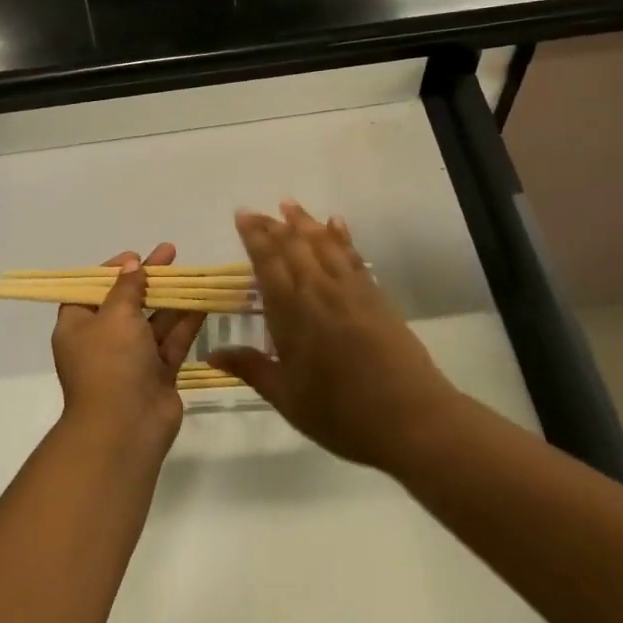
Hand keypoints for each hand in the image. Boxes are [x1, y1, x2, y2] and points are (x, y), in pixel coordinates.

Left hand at [52, 243, 204, 450]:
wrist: (125, 428)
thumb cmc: (110, 363)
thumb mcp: (115, 315)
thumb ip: (127, 287)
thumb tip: (132, 265)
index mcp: (77, 326)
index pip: (91, 290)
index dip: (112, 271)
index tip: (135, 256)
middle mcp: (102, 341)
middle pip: (126, 302)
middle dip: (148, 279)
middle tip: (171, 254)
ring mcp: (131, 360)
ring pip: (153, 321)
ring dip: (171, 298)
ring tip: (193, 272)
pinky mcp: (158, 374)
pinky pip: (171, 341)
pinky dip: (185, 322)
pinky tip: (203, 300)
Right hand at [210, 201, 458, 469]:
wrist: (411, 417)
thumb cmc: (342, 414)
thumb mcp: (288, 398)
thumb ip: (251, 369)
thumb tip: (212, 355)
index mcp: (291, 314)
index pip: (267, 263)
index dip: (254, 237)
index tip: (242, 215)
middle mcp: (318, 291)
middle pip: (293, 246)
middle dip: (273, 225)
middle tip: (257, 211)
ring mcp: (350, 289)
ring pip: (322, 243)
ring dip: (304, 222)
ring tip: (289, 205)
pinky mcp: (376, 294)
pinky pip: (353, 255)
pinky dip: (341, 236)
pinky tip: (336, 223)